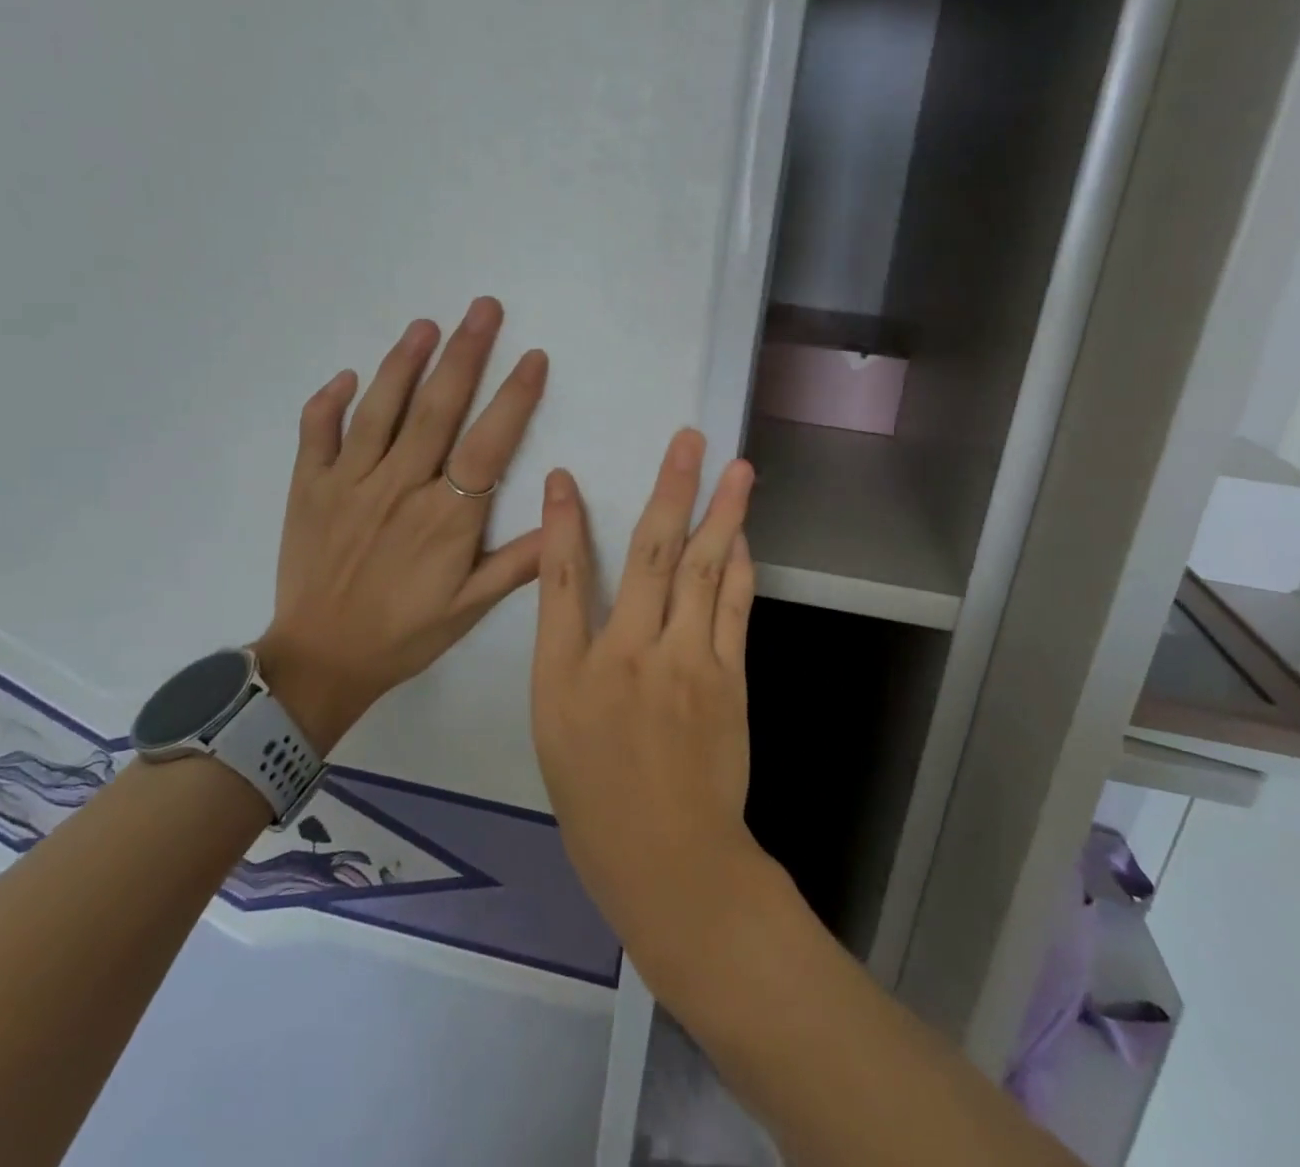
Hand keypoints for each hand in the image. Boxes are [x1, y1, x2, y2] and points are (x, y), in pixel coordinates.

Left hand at [255, 297, 547, 750]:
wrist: (319, 662)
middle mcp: (398, 488)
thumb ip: (518, 563)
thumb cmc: (404, 634)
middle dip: (465, 354)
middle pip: (436, 410)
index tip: (533, 357)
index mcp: (444, 518)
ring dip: (404, 363)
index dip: (513, 398)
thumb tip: (562, 515)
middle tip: (483, 308)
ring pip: (379, 411)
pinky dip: (328, 403)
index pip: (487, 445)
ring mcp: (347, 484)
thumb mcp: (470, 608)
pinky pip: (315, 435)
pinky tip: (347, 376)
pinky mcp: (307, 489)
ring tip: (427, 324)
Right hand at [530, 429, 773, 978]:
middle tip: (689, 440)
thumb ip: (569, 652)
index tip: (565, 475)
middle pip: (650, 555)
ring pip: (704, 570)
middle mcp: (625, 655)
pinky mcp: (728, 677)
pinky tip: (744, 534)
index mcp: (567, 674)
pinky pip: (734, 607)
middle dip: (670, 489)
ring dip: (722, 513)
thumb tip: (588, 592)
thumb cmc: (595, 800)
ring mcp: (684, 663)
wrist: (669, 860)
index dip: (562, 521)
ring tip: (737, 469)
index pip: (562, 579)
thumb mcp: (555, 726)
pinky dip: (740, 565)